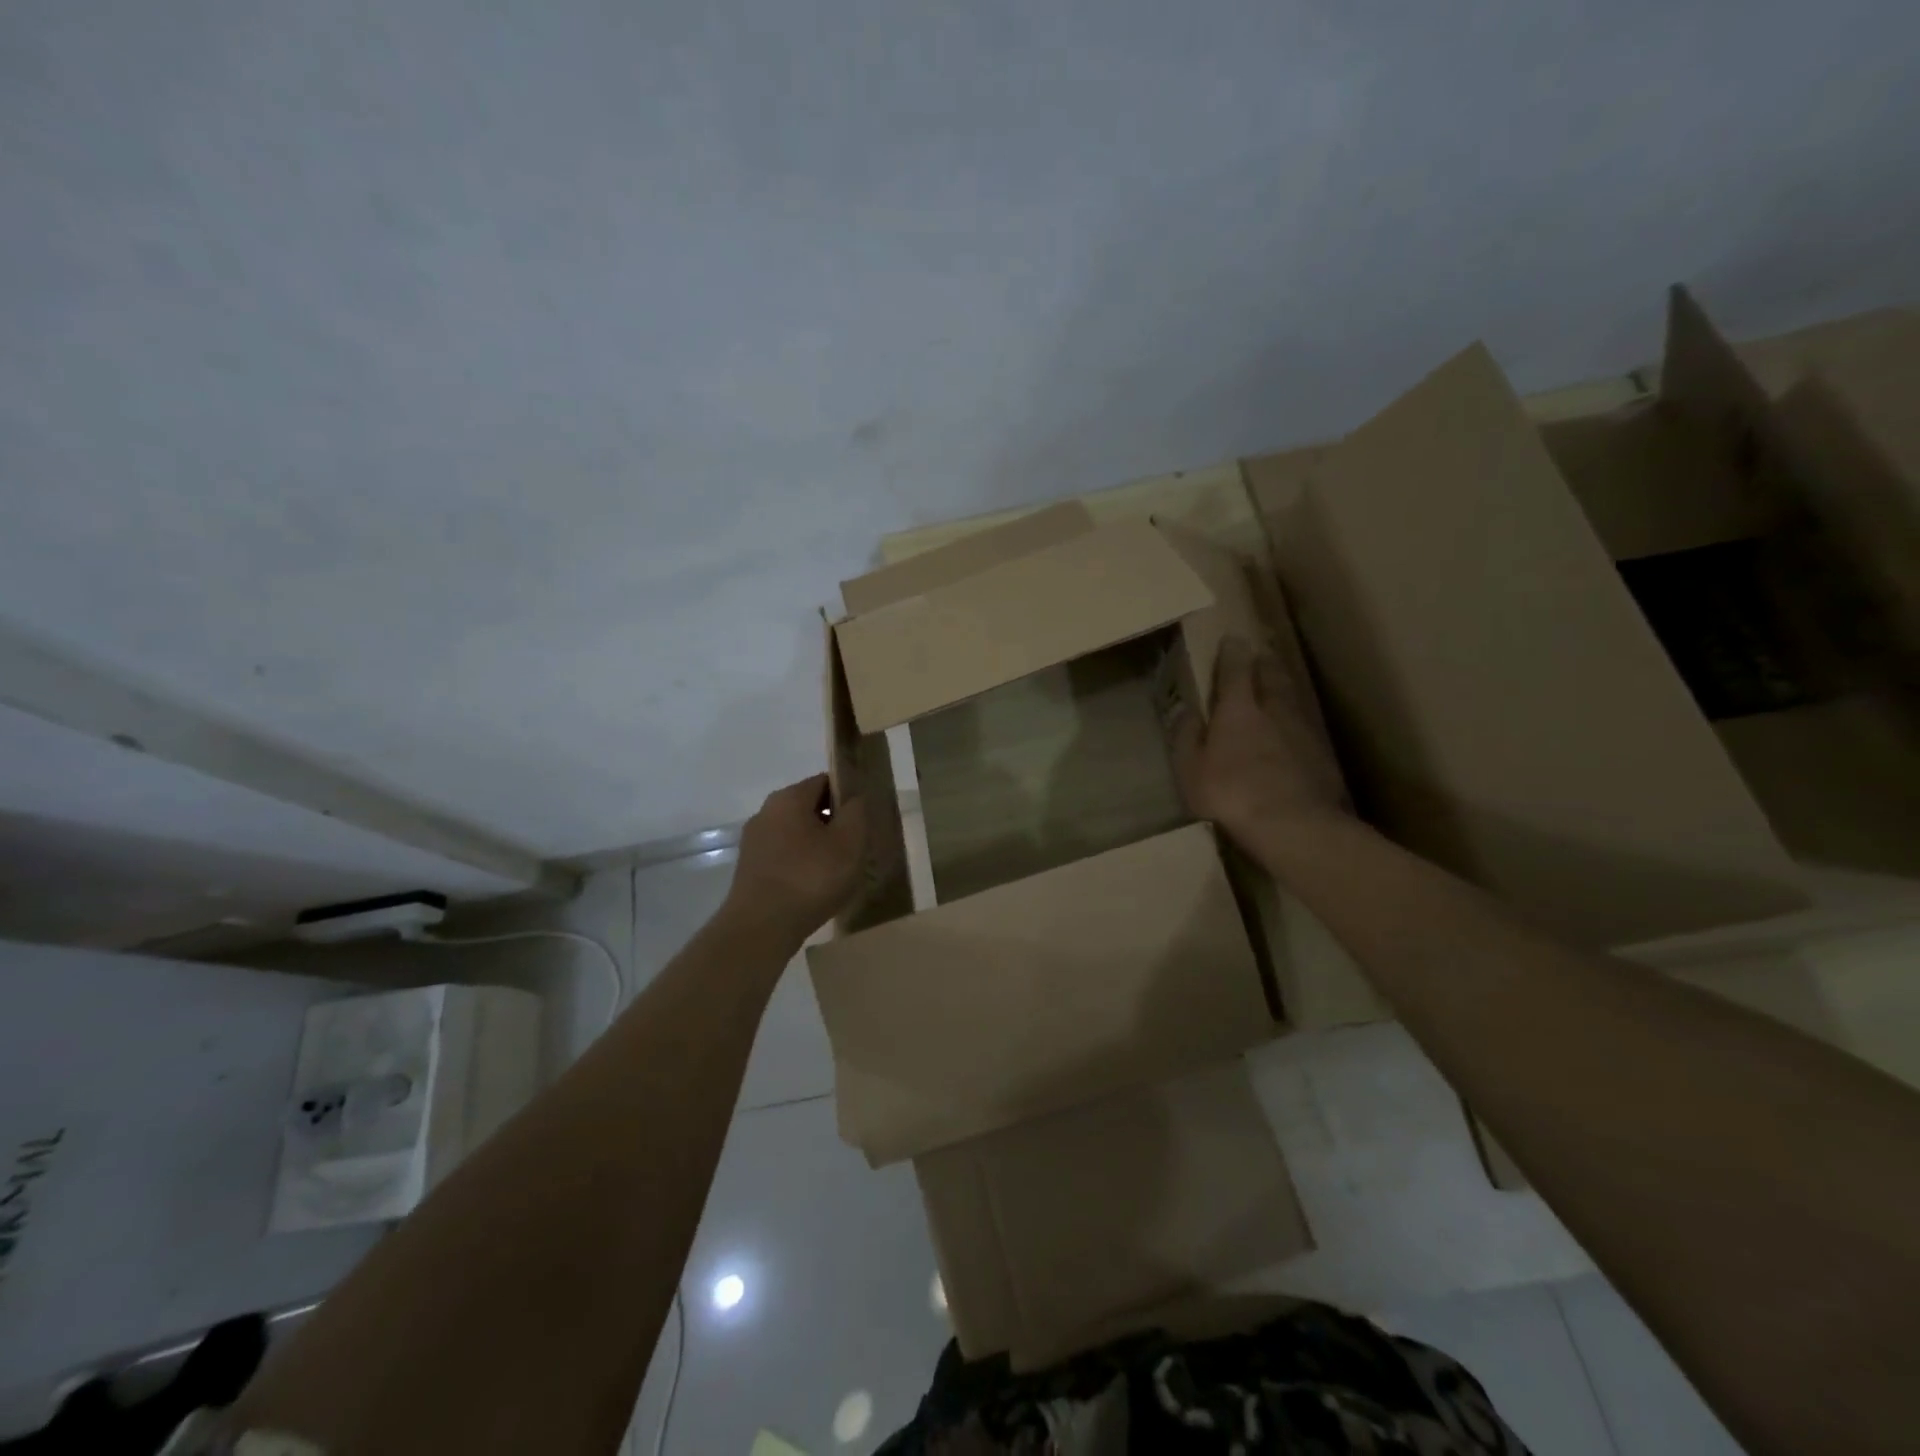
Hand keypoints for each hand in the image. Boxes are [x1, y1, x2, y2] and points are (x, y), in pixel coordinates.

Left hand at [727, 774, 867, 937]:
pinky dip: (802, 864)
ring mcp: (755, 842)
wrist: (761, 928)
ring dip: (818, 846)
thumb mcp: (848, 842)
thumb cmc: (810, 878)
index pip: (825, 781)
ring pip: (796, 834)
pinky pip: (785, 856)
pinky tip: (816, 887)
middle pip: (809, 807)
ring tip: (839, 871)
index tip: (865, 818)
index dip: (848, 795)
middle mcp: (766, 812)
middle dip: (834, 823)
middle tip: (857, 846)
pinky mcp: (750, 869)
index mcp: (789, 798)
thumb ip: (856, 812)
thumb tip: (855, 798)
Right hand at [1172, 636, 1349, 851]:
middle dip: (1264, 663)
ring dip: (1283, 688)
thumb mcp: (1191, 769)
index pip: (1236, 670)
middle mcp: (1273, 711)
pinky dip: (1296, 722)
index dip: (1232, 654)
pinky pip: (1305, 727)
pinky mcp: (1321, 756)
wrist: (1292, 824)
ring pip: (1292, 699)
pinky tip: (1293, 731)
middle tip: (1261, 652)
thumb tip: (1186, 711)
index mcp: (1238, 710)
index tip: (1232, 639)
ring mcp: (1302, 732)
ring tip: (1277, 683)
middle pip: (1271, 677)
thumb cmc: (1230, 793)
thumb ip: (1187, 737)